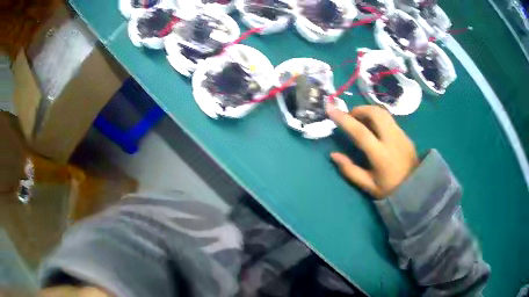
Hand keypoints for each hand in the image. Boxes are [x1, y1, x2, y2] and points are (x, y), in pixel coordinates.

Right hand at [327, 105, 418, 198]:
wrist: (417, 188)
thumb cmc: (390, 189)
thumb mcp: (368, 185)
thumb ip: (350, 170)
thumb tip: (333, 155)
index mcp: (381, 155)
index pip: (360, 132)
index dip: (344, 119)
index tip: (331, 109)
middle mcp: (392, 139)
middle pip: (375, 113)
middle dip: (359, 109)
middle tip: (350, 117)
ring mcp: (400, 134)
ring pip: (383, 113)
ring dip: (369, 111)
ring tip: (361, 120)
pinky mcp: (405, 134)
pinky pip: (389, 119)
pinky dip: (377, 117)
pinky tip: (374, 127)